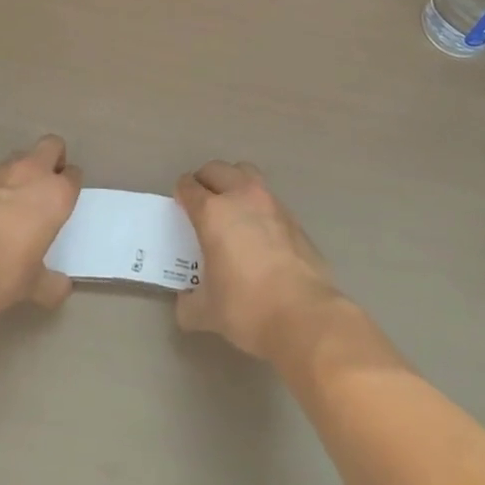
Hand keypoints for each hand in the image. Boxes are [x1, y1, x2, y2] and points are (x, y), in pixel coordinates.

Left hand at [0, 136, 82, 323]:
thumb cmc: (1, 272)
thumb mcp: (31, 285)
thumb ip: (50, 283)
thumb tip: (62, 288)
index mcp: (54, 195)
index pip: (73, 175)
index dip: (70, 186)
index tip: (64, 202)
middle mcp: (30, 174)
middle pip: (50, 146)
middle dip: (52, 159)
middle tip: (46, 187)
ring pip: (18, 158)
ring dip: (21, 173)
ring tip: (13, 204)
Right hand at [175, 161, 342, 358]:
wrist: (304, 315)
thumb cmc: (247, 308)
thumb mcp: (206, 312)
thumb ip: (188, 302)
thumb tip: (186, 302)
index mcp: (213, 213)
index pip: (189, 187)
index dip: (181, 193)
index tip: (180, 205)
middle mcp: (241, 196)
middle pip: (216, 169)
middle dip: (204, 180)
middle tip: (201, 201)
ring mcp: (270, 202)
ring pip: (246, 173)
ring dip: (233, 181)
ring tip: (230, 206)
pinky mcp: (292, 216)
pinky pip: (267, 196)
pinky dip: (256, 203)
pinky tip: (257, 230)